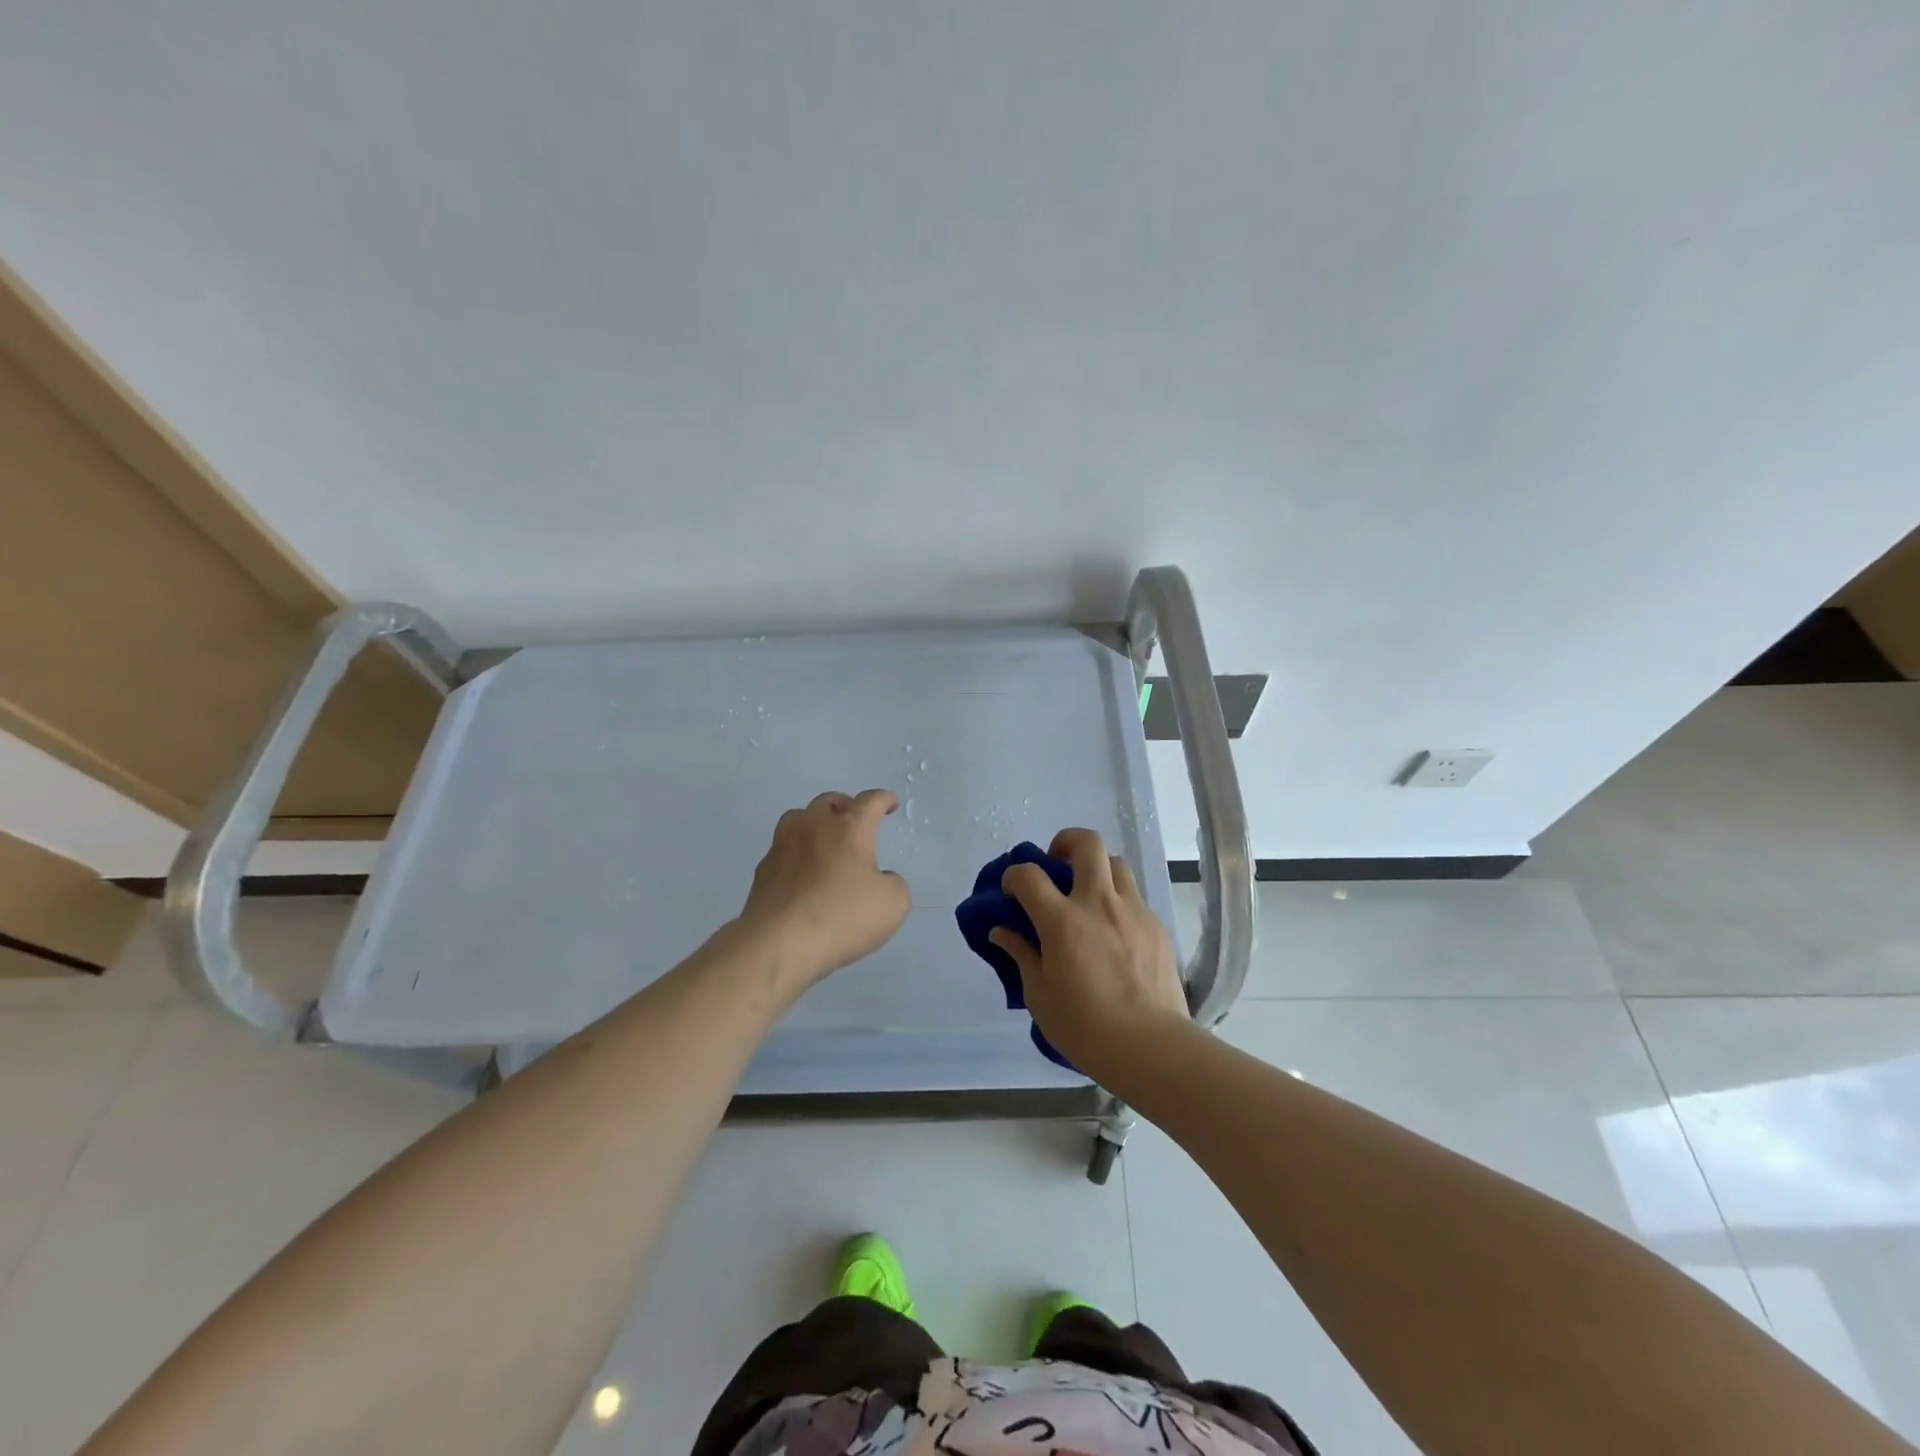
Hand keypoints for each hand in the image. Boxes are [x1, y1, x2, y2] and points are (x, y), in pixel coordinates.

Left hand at [736, 789, 911, 984]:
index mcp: (849, 829)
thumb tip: (880, 879)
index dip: (883, 799)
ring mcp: (782, 846)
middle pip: (828, 802)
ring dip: (814, 823)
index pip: (870, 802)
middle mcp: (813, 827)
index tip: (890, 803)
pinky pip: (782, 850)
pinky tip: (801, 873)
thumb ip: (893, 883)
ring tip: (823, 839)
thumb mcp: (893, 904)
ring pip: (797, 818)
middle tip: (854, 821)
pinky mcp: (763, 871)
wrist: (779, 943)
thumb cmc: (842, 917)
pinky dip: (795, 853)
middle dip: (845, 806)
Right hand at [991, 828, 1190, 1079]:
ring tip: (1088, 894)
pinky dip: (1118, 902)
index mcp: (1063, 921)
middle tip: (1056, 865)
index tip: (1011, 892)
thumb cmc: (1085, 1028)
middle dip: (1065, 842)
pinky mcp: (1157, 926)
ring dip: (1097, 869)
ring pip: (1116, 863)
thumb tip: (1003, 932)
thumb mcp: (1040, 996)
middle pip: (1086, 843)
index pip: (1028, 875)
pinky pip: (1135, 898)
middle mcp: (1099, 904)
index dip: (1014, 875)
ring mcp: (1133, 911)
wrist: (1151, 1047)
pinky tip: (1114, 932)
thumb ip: (1022, 955)